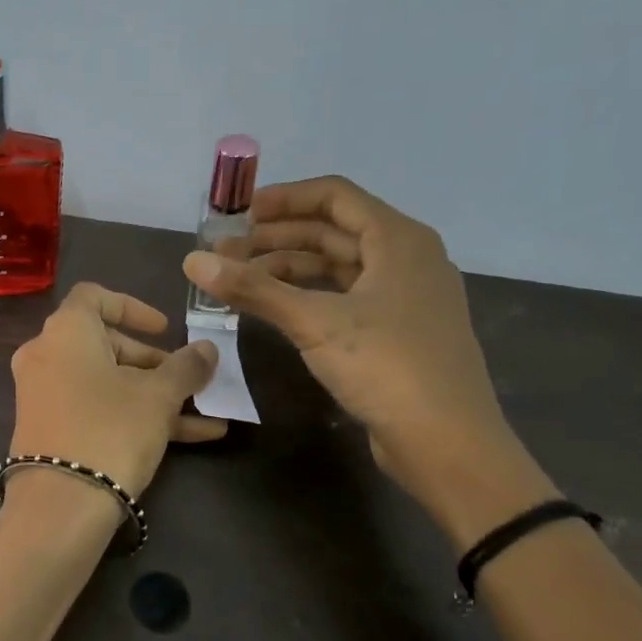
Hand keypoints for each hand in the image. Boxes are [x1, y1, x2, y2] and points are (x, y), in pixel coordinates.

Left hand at [9, 284, 224, 496]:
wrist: (60, 506)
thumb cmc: (111, 429)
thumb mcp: (158, 396)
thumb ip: (186, 366)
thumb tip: (207, 349)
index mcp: (66, 330)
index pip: (95, 296)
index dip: (134, 307)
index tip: (166, 329)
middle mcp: (46, 354)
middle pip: (104, 343)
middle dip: (153, 362)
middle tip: (188, 380)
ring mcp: (43, 394)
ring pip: (105, 381)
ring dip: (154, 394)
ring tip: (204, 413)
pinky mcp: (48, 429)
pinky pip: (94, 408)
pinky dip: (133, 414)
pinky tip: (191, 437)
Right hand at [180, 176, 523, 513]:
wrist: (449, 444)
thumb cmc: (388, 368)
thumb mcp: (315, 323)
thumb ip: (254, 289)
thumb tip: (192, 261)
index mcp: (398, 240)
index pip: (334, 195)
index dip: (283, 199)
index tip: (238, 214)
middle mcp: (407, 258)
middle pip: (333, 231)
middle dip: (277, 238)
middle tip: (227, 254)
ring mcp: (405, 297)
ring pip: (338, 266)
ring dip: (289, 268)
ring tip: (241, 281)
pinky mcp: (398, 331)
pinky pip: (346, 296)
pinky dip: (309, 295)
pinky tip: (276, 309)